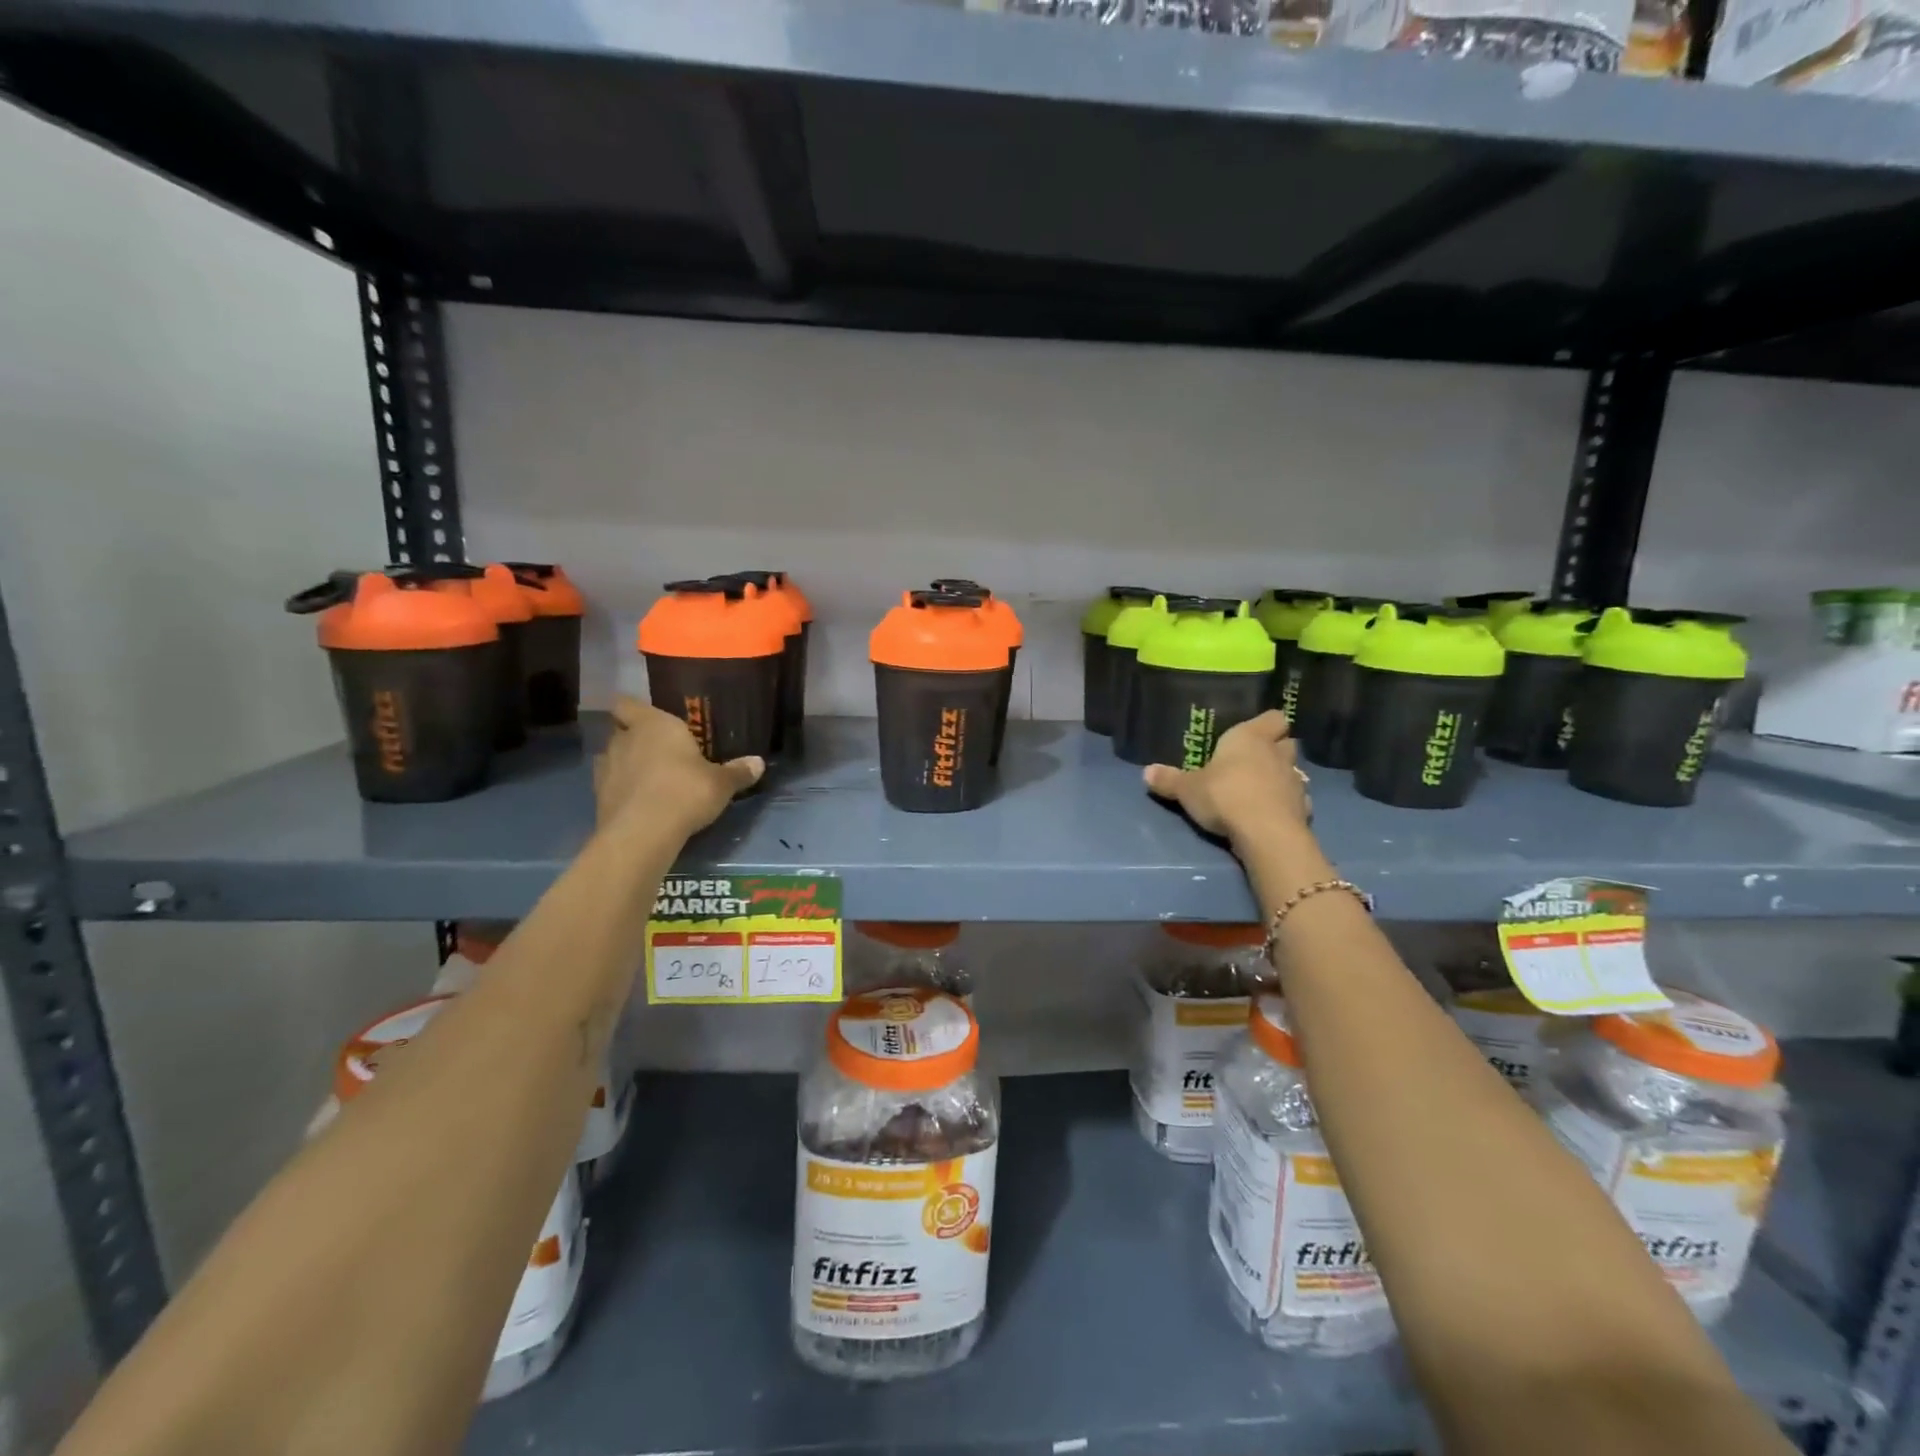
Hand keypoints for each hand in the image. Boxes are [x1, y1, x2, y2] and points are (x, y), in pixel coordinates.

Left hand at [594, 696, 763, 833]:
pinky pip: (610, 784)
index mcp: (654, 725)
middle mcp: (625, 740)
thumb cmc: (685, 792)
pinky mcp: (598, 796)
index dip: (633, 709)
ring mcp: (606, 768)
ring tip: (648, 778)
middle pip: (620, 730)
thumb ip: (738, 772)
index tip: (648, 719)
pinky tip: (640, 802)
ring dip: (626, 764)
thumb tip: (758, 763)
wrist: (643, 833)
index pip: (627, 703)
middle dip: (634, 737)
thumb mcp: (721, 783)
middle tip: (658, 750)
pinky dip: (621, 789)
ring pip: (612, 757)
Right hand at [1143, 710, 1311, 850]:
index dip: (1266, 724)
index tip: (1254, 733)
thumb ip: (1169, 780)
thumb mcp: (1187, 789)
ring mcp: (1295, 781)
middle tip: (1254, 761)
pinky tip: (1272, 813)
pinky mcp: (1304, 808)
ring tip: (1261, 789)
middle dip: (1275, 749)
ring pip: (1294, 770)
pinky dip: (1287, 804)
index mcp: (1250, 737)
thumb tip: (1146, 772)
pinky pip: (1297, 800)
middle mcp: (1277, 753)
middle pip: (1287, 742)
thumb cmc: (1224, 796)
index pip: (1273, 717)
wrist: (1265, 833)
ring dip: (1281, 777)